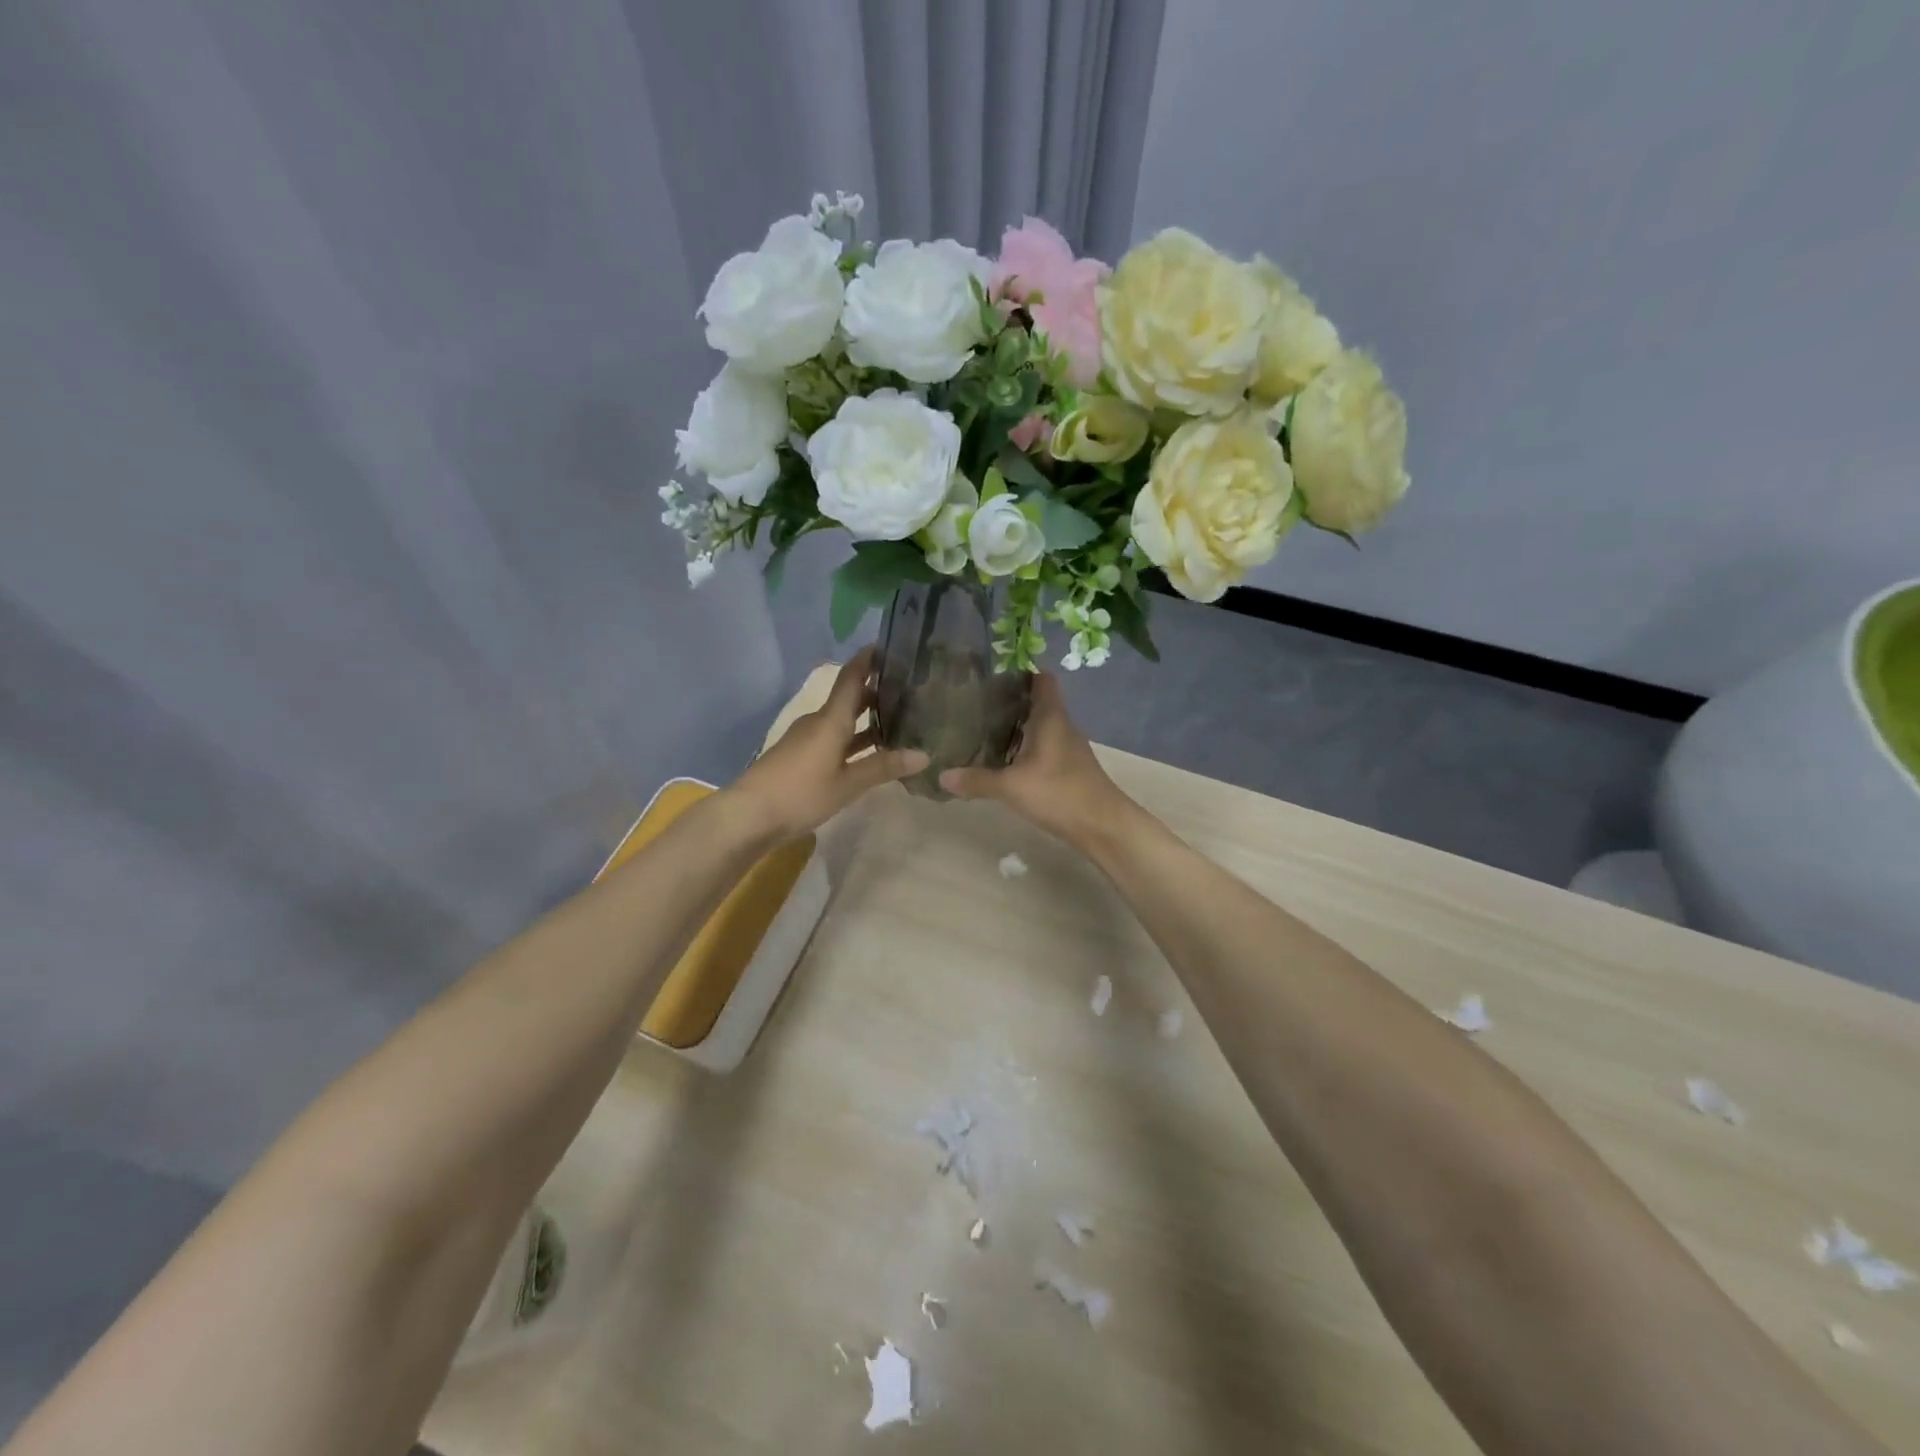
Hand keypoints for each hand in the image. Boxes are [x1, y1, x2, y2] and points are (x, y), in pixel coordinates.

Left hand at [726, 649, 928, 840]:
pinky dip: (854, 739)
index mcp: (830, 720)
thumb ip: (883, 767)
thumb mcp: (847, 784)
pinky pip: (834, 739)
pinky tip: (871, 753)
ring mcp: (807, 739)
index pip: (851, 678)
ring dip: (867, 720)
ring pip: (842, 721)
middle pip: (849, 699)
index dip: (868, 660)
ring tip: (899, 721)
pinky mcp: (801, 757)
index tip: (889, 646)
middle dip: (876, 692)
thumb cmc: (801, 793)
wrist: (749, 815)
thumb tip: (924, 755)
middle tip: (909, 691)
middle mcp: (819, 722)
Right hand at [939, 674, 1130, 845]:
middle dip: (1009, 700)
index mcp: (1051, 717)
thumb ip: (976, 780)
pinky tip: (1004, 759)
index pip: (1041, 679)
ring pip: (1039, 725)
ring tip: (982, 727)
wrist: (1102, 826)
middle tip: (975, 702)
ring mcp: (1067, 747)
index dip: (1020, 671)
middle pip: (1036, 701)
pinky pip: (1042, 746)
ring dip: (1016, 725)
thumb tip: (940, 776)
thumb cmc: (1059, 793)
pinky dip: (1024, 747)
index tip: (991, 674)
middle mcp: (1061, 725)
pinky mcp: (1068, 767)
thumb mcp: (1011, 786)